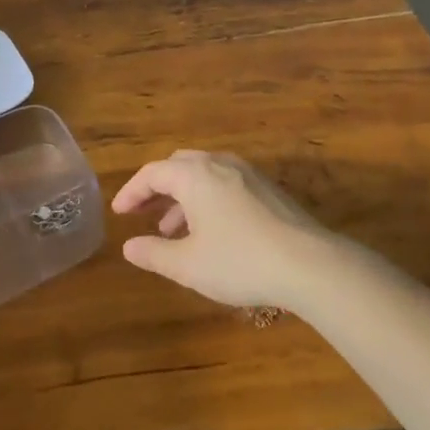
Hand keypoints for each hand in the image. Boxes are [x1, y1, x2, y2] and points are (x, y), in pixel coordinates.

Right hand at [111, 150, 339, 308]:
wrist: (309, 264)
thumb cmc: (240, 261)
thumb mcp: (188, 265)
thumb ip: (154, 253)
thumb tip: (129, 247)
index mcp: (194, 175)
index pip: (152, 173)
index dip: (132, 191)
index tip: (119, 212)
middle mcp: (219, 164)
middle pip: (178, 166)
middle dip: (157, 188)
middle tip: (143, 212)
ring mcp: (247, 174)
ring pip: (203, 175)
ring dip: (182, 197)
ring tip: (173, 230)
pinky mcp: (268, 189)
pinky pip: (224, 183)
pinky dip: (206, 199)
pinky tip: (210, 231)